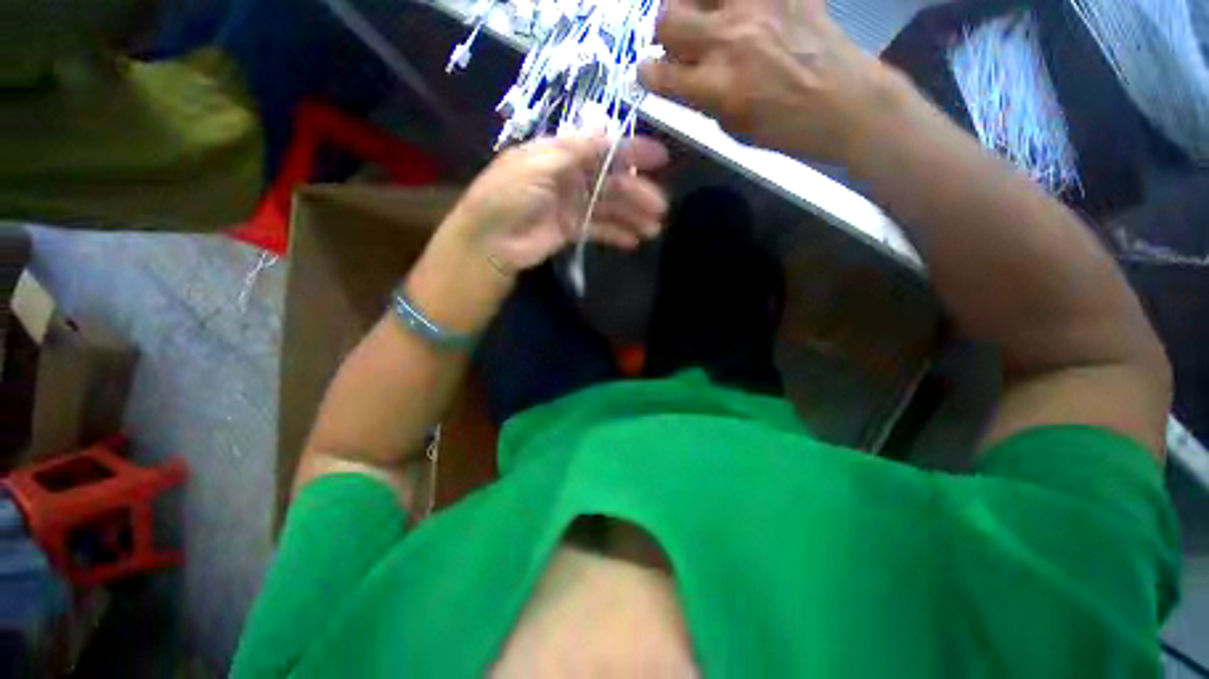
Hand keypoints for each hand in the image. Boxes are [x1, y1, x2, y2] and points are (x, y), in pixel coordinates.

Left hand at [408, 134, 669, 333]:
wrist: (490, 241)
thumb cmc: (508, 195)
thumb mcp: (538, 164)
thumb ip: (575, 151)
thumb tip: (609, 133)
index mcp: (560, 154)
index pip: (602, 148)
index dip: (631, 152)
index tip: (660, 158)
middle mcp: (569, 177)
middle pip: (610, 182)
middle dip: (637, 193)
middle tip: (660, 208)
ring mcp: (571, 205)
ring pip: (609, 207)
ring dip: (632, 216)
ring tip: (653, 229)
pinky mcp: (571, 230)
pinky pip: (599, 229)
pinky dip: (616, 234)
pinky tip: (633, 241)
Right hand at [639, 0, 890, 162]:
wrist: (846, 104)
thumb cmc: (786, 130)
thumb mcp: (734, 129)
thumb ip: (703, 101)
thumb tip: (682, 80)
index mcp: (716, 88)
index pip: (659, 73)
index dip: (646, 73)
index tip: (647, 72)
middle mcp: (728, 41)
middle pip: (668, 20)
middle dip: (664, 33)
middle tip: (677, 41)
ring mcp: (757, 7)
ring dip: (690, 3)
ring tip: (702, 14)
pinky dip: (726, 1)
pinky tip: (733, 10)